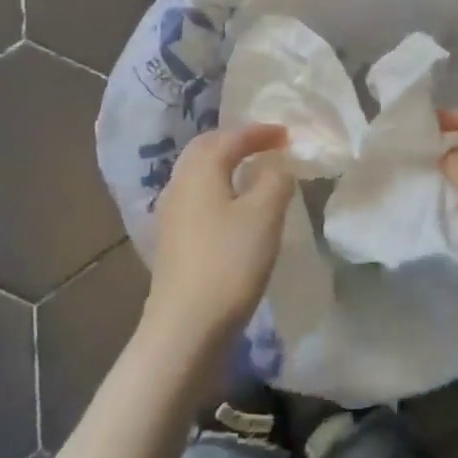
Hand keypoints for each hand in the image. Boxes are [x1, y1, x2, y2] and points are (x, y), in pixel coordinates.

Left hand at [144, 124, 294, 348]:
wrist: (186, 326)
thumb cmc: (229, 262)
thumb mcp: (264, 215)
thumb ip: (275, 180)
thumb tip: (276, 165)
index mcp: (199, 170)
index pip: (230, 137)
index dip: (260, 132)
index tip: (287, 134)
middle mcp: (178, 183)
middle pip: (206, 149)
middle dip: (236, 142)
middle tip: (265, 145)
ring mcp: (170, 213)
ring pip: (198, 174)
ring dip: (224, 166)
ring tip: (252, 173)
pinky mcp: (171, 240)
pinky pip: (196, 198)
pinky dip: (218, 190)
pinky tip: (233, 208)